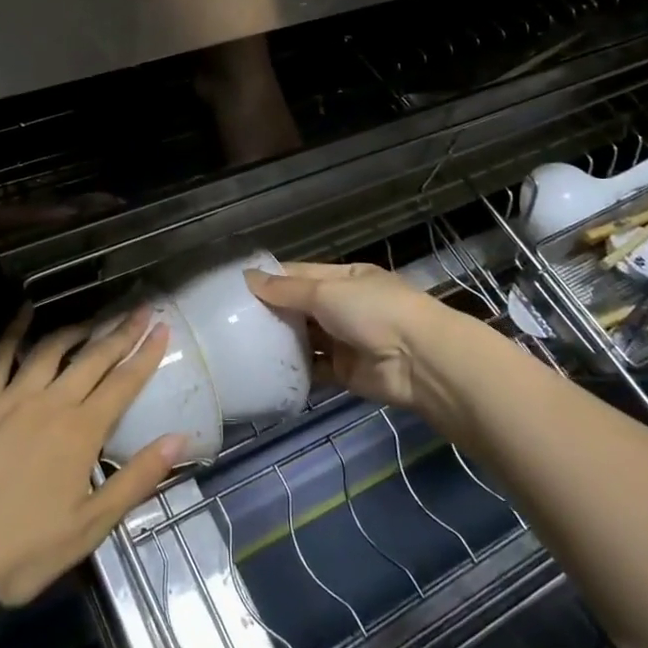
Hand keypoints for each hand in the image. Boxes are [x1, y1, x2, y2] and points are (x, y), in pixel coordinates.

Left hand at [0, 308, 183, 607]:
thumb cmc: (27, 550)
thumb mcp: (93, 524)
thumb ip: (138, 478)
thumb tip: (180, 438)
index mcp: (82, 432)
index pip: (124, 382)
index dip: (146, 354)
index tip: (162, 328)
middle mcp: (52, 404)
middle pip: (93, 358)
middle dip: (121, 331)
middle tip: (140, 308)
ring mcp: (12, 399)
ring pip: (51, 349)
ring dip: (77, 328)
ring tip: (95, 317)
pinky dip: (14, 331)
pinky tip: (24, 312)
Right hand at [245, 262, 463, 425]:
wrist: (418, 360)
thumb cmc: (373, 311)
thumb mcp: (326, 292)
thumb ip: (286, 290)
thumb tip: (248, 277)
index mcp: (344, 278)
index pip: (300, 275)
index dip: (271, 279)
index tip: (236, 287)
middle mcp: (343, 307)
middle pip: (299, 307)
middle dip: (271, 312)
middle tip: (229, 320)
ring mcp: (344, 340)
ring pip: (305, 339)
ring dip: (280, 342)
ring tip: (240, 345)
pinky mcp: (344, 372)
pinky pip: (313, 369)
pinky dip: (294, 371)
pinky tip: (265, 372)